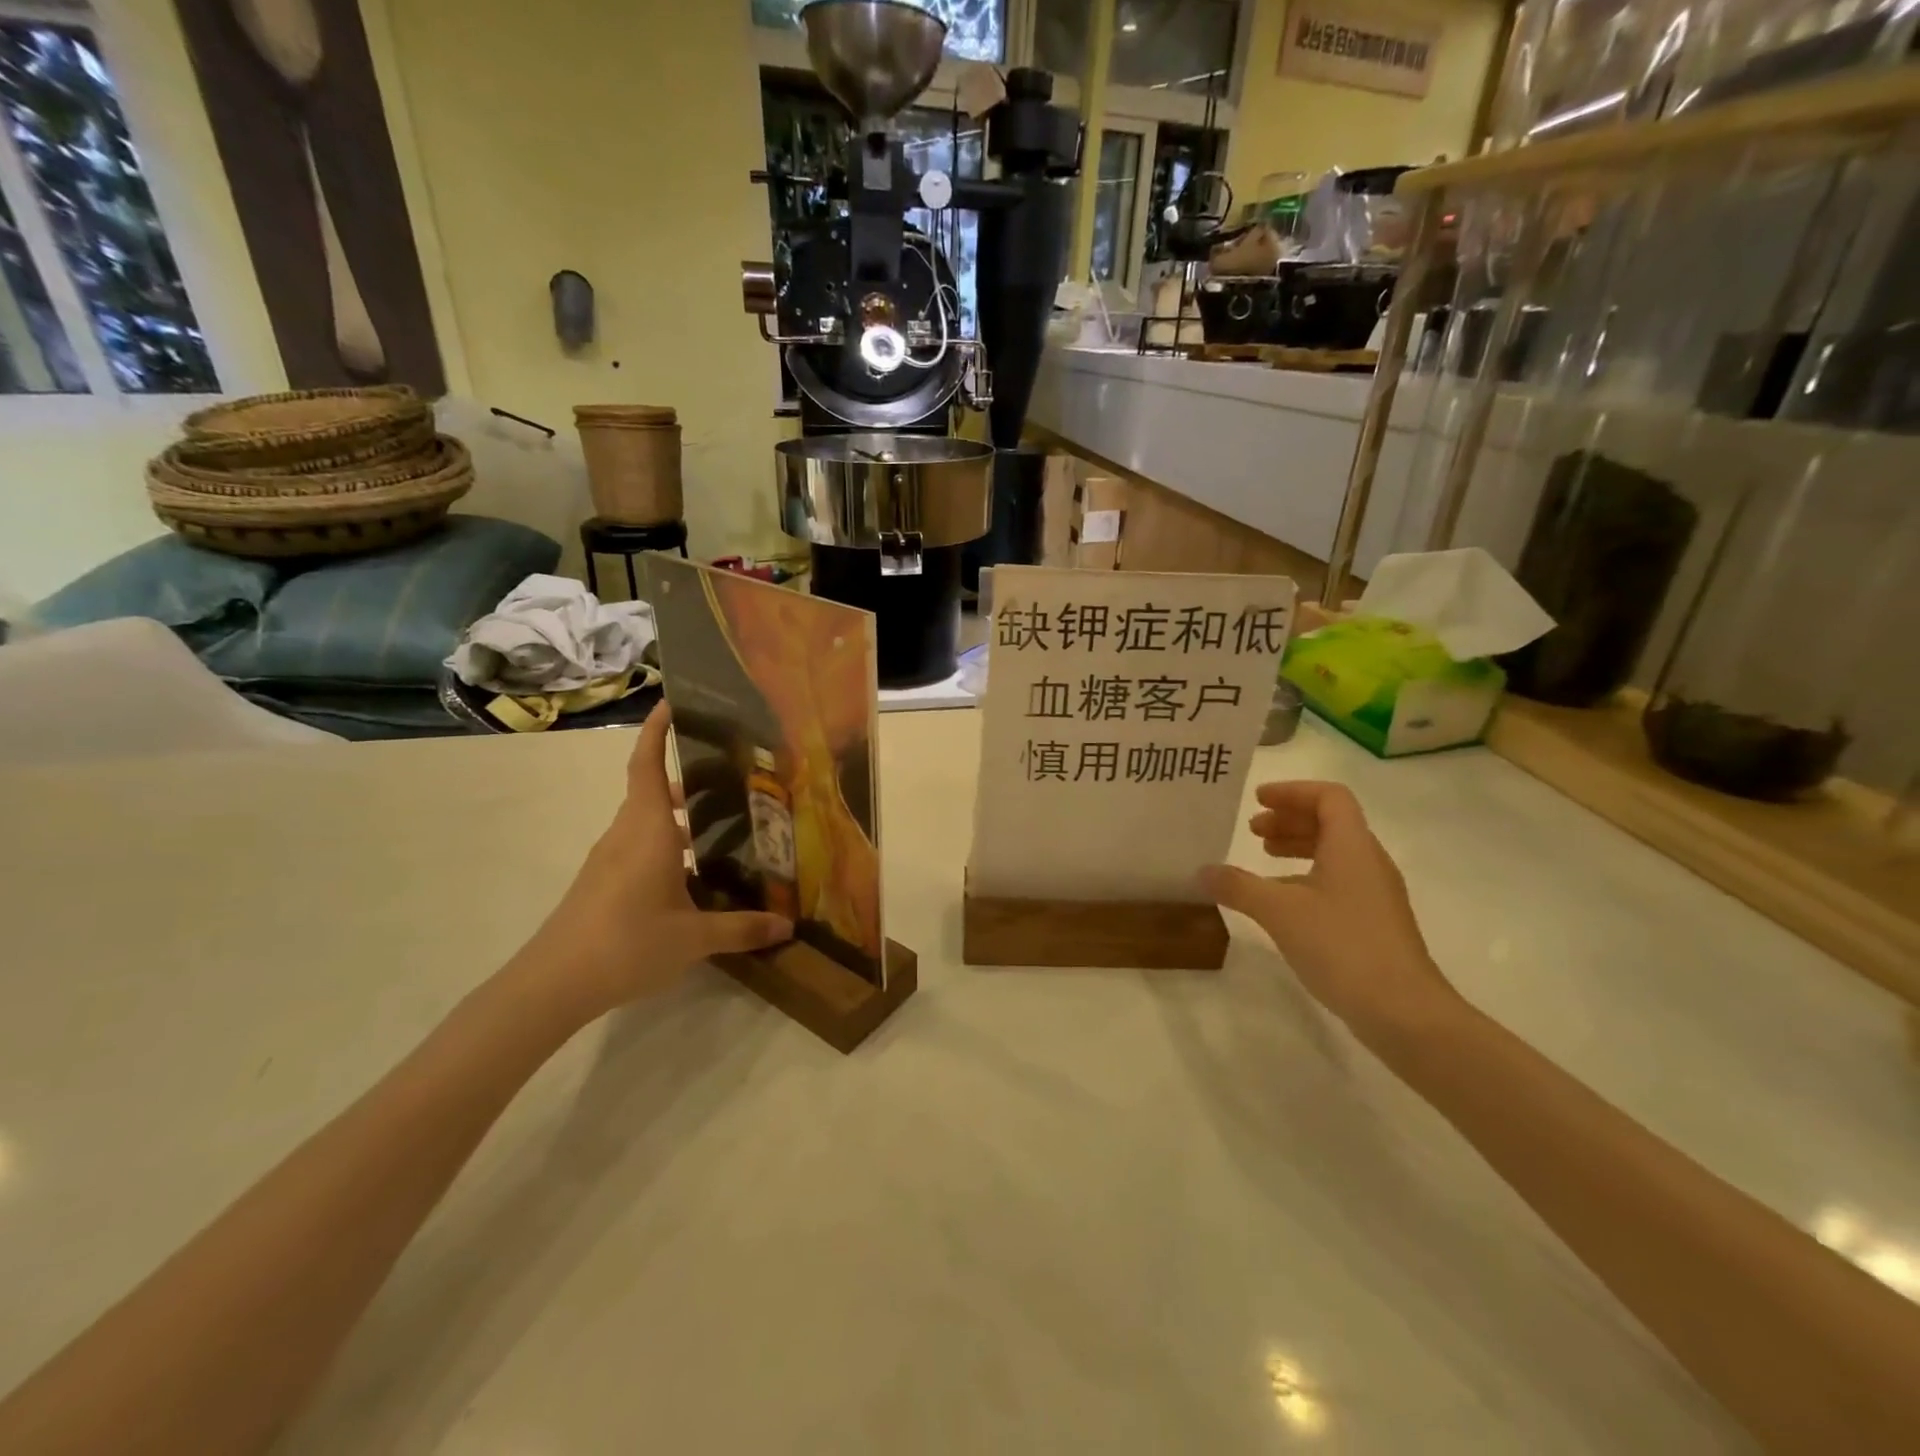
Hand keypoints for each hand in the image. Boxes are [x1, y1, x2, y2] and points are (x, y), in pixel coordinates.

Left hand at [513, 704, 792, 1021]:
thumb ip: (742, 928)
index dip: (656, 732)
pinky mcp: (601, 882)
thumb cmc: (627, 943)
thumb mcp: (694, 938)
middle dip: (687, 779)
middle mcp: (626, 834)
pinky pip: (638, 846)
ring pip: (645, 820)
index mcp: (648, 830)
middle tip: (731, 777)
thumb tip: (787, 925)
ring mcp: (609, 859)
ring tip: (722, 824)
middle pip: (652, 791)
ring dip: (677, 815)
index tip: (672, 702)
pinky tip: (692, 873)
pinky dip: (665, 843)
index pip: (647, 766)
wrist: (552, 984)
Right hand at [1200, 781, 1459, 1045]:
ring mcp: (1375, 894)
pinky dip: (1307, 876)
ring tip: (1263, 857)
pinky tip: (1282, 901)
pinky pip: (1338, 881)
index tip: (1258, 800)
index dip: (1292, 791)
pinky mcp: (1374, 923)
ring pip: (1335, 853)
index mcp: (1352, 846)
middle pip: (1331, 822)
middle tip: (1254, 830)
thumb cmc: (1342, 945)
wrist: (1404, 1012)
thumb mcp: (1279, 911)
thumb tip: (1203, 871)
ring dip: (1298, 846)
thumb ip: (1238, 886)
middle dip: (1290, 819)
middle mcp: (1368, 862)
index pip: (1328, 796)